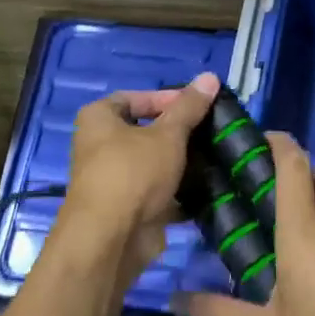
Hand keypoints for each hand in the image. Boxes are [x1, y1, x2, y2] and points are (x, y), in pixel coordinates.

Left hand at [59, 73, 219, 280]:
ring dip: (181, 165)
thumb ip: (189, 107)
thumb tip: (210, 76)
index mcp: (98, 119)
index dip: (167, 99)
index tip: (198, 106)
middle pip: (145, 132)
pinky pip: (157, 193)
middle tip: (211, 132)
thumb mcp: (167, 134)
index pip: (135, 98)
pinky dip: (179, 193)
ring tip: (216, 159)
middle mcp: (98, 146)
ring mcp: (112, 180)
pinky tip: (208, 189)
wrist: (111, 239)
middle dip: (179, 134)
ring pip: (153, 165)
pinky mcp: (126, 209)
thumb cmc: (134, 172)